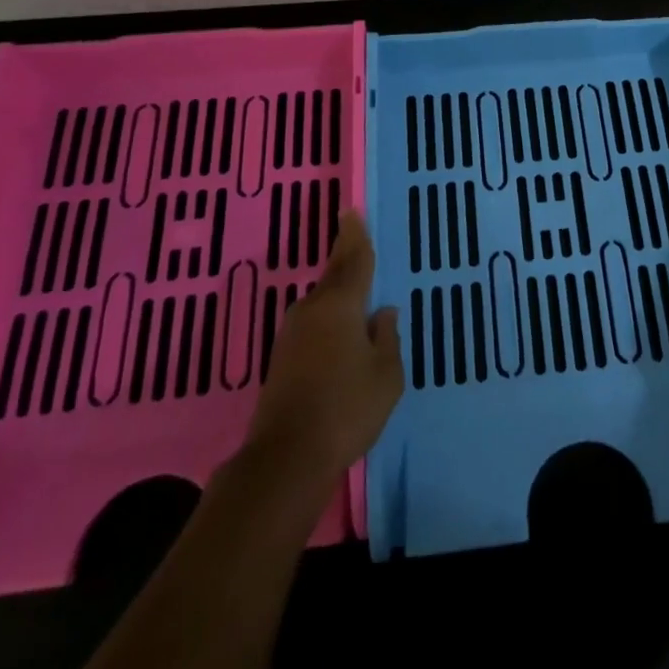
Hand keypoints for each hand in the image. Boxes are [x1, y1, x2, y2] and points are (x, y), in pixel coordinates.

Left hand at [243, 214, 402, 494]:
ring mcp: (292, 334)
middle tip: (354, 235)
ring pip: (322, 300)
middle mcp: (313, 310)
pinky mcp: (282, 358)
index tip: (351, 211)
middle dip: (345, 255)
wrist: (286, 458)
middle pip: (334, 275)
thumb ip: (387, 338)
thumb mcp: (386, 375)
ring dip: (337, 289)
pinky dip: (329, 315)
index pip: (354, 261)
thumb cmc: (347, 409)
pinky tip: (340, 327)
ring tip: (355, 284)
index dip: (355, 236)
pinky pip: (313, 322)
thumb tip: (381, 313)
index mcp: (341, 306)